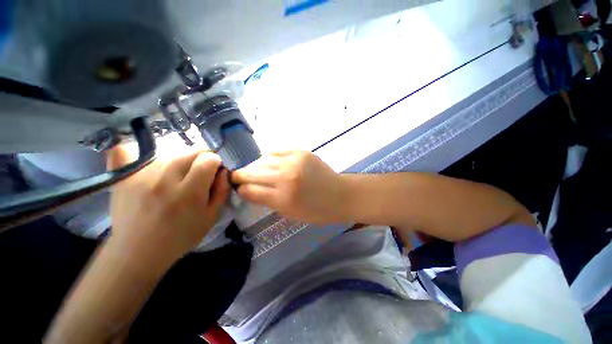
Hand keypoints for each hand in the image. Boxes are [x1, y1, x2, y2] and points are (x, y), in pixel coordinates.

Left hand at [106, 146, 230, 270]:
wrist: (138, 251)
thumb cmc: (181, 236)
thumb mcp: (212, 216)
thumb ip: (222, 190)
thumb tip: (223, 170)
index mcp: (189, 192)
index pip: (208, 158)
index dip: (215, 163)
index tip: (212, 174)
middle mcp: (165, 179)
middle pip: (191, 151)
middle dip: (201, 160)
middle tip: (197, 175)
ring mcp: (140, 175)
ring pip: (170, 152)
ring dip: (179, 161)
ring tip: (175, 178)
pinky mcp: (123, 177)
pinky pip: (124, 150)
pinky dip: (134, 150)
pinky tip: (144, 161)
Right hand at [231, 151, 346, 223]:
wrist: (340, 195)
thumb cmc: (317, 211)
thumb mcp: (290, 213)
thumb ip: (268, 201)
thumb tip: (250, 191)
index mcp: (283, 198)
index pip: (251, 191)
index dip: (241, 189)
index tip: (237, 188)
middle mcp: (286, 177)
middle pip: (253, 173)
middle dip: (241, 176)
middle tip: (237, 177)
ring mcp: (294, 161)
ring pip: (263, 160)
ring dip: (254, 166)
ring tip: (252, 169)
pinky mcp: (301, 152)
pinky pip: (277, 151)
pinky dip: (269, 157)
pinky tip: (266, 161)